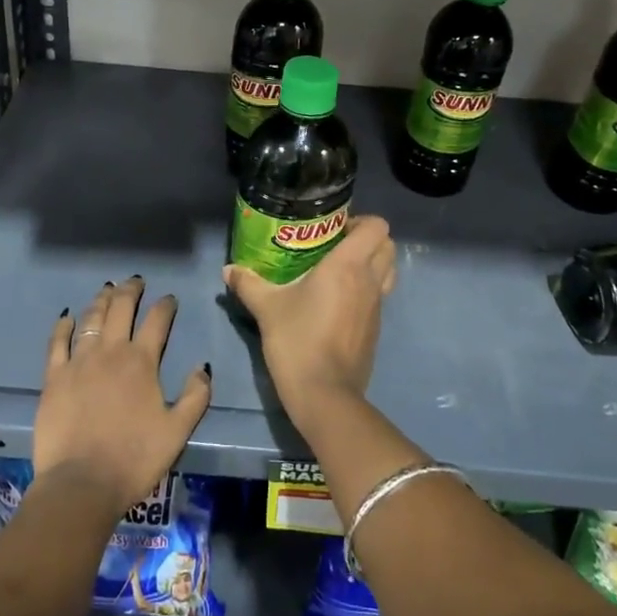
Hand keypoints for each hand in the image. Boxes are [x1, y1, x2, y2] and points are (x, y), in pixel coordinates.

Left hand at [33, 276, 212, 513]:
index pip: (157, 321)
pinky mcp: (54, 376)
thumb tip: (203, 367)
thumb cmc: (134, 459)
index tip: (170, 299)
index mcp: (142, 362)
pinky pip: (58, 342)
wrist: (81, 484)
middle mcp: (110, 351)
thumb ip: (195, 397)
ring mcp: (79, 361)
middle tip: (136, 281)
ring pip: (91, 318)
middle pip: (121, 308)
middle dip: (131, 290)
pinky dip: (64, 325)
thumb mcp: (177, 432)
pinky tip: (68, 317)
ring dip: (101, 300)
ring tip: (108, 290)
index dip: (166, 306)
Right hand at [223, 216, 395, 433]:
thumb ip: (248, 283)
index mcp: (348, 266)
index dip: (361, 221)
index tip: (334, 229)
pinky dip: (366, 290)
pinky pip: (378, 297)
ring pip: (387, 272)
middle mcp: (369, 281)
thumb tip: (228, 269)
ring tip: (338, 270)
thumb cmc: (297, 340)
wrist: (325, 394)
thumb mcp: (267, 308)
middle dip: (368, 239)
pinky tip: (336, 301)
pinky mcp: (375, 329)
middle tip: (336, 245)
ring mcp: (377, 307)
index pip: (377, 227)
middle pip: (387, 246)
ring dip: (371, 264)